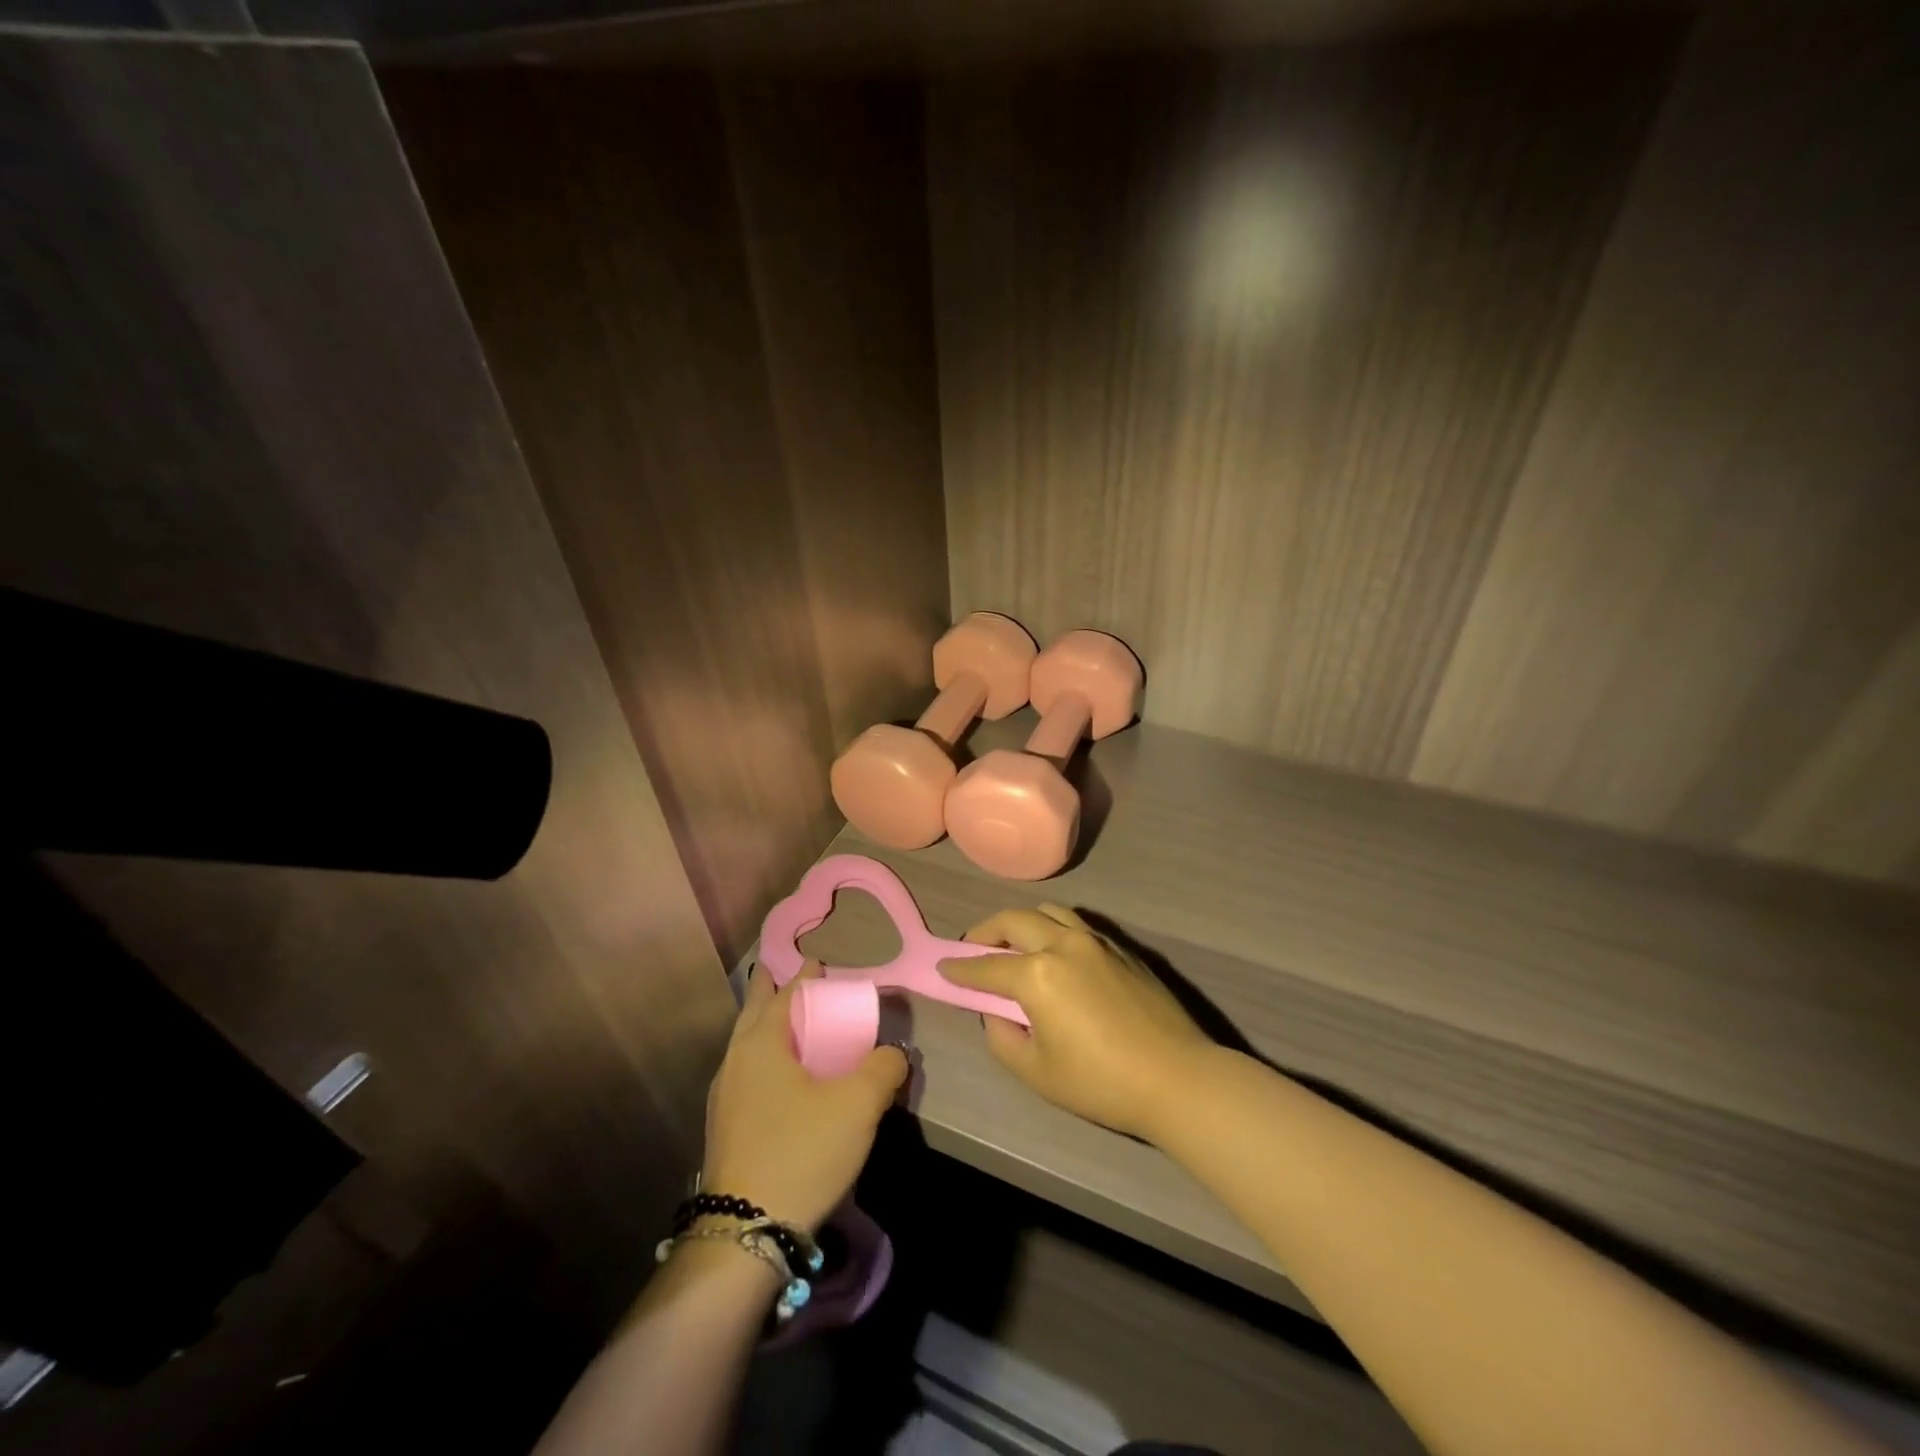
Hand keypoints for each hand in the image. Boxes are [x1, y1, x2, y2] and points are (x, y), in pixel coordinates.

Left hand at [700, 961, 908, 1231]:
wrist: (744, 1233)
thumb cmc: (802, 1152)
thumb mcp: (858, 1106)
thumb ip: (883, 1069)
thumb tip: (893, 1054)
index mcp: (761, 1043)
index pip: (785, 993)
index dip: (805, 976)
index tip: (820, 964)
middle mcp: (735, 1060)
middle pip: (755, 1011)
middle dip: (773, 989)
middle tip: (794, 978)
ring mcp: (724, 1096)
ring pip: (747, 1044)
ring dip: (767, 1025)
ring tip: (790, 1024)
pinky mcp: (725, 1127)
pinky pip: (746, 1073)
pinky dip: (765, 1058)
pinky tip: (781, 1078)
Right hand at [938, 905, 1214, 1141]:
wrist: (1177, 1079)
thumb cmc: (1100, 1082)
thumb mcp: (1036, 1072)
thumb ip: (1003, 1037)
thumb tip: (998, 1013)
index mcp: (1037, 975)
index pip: (986, 967)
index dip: (960, 969)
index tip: (942, 967)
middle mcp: (1063, 944)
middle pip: (1014, 921)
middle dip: (986, 932)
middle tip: (974, 949)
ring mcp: (1096, 941)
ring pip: (1048, 912)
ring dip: (1022, 922)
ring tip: (1014, 945)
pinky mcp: (1121, 948)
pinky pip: (1076, 924)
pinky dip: (1053, 929)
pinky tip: (1055, 954)